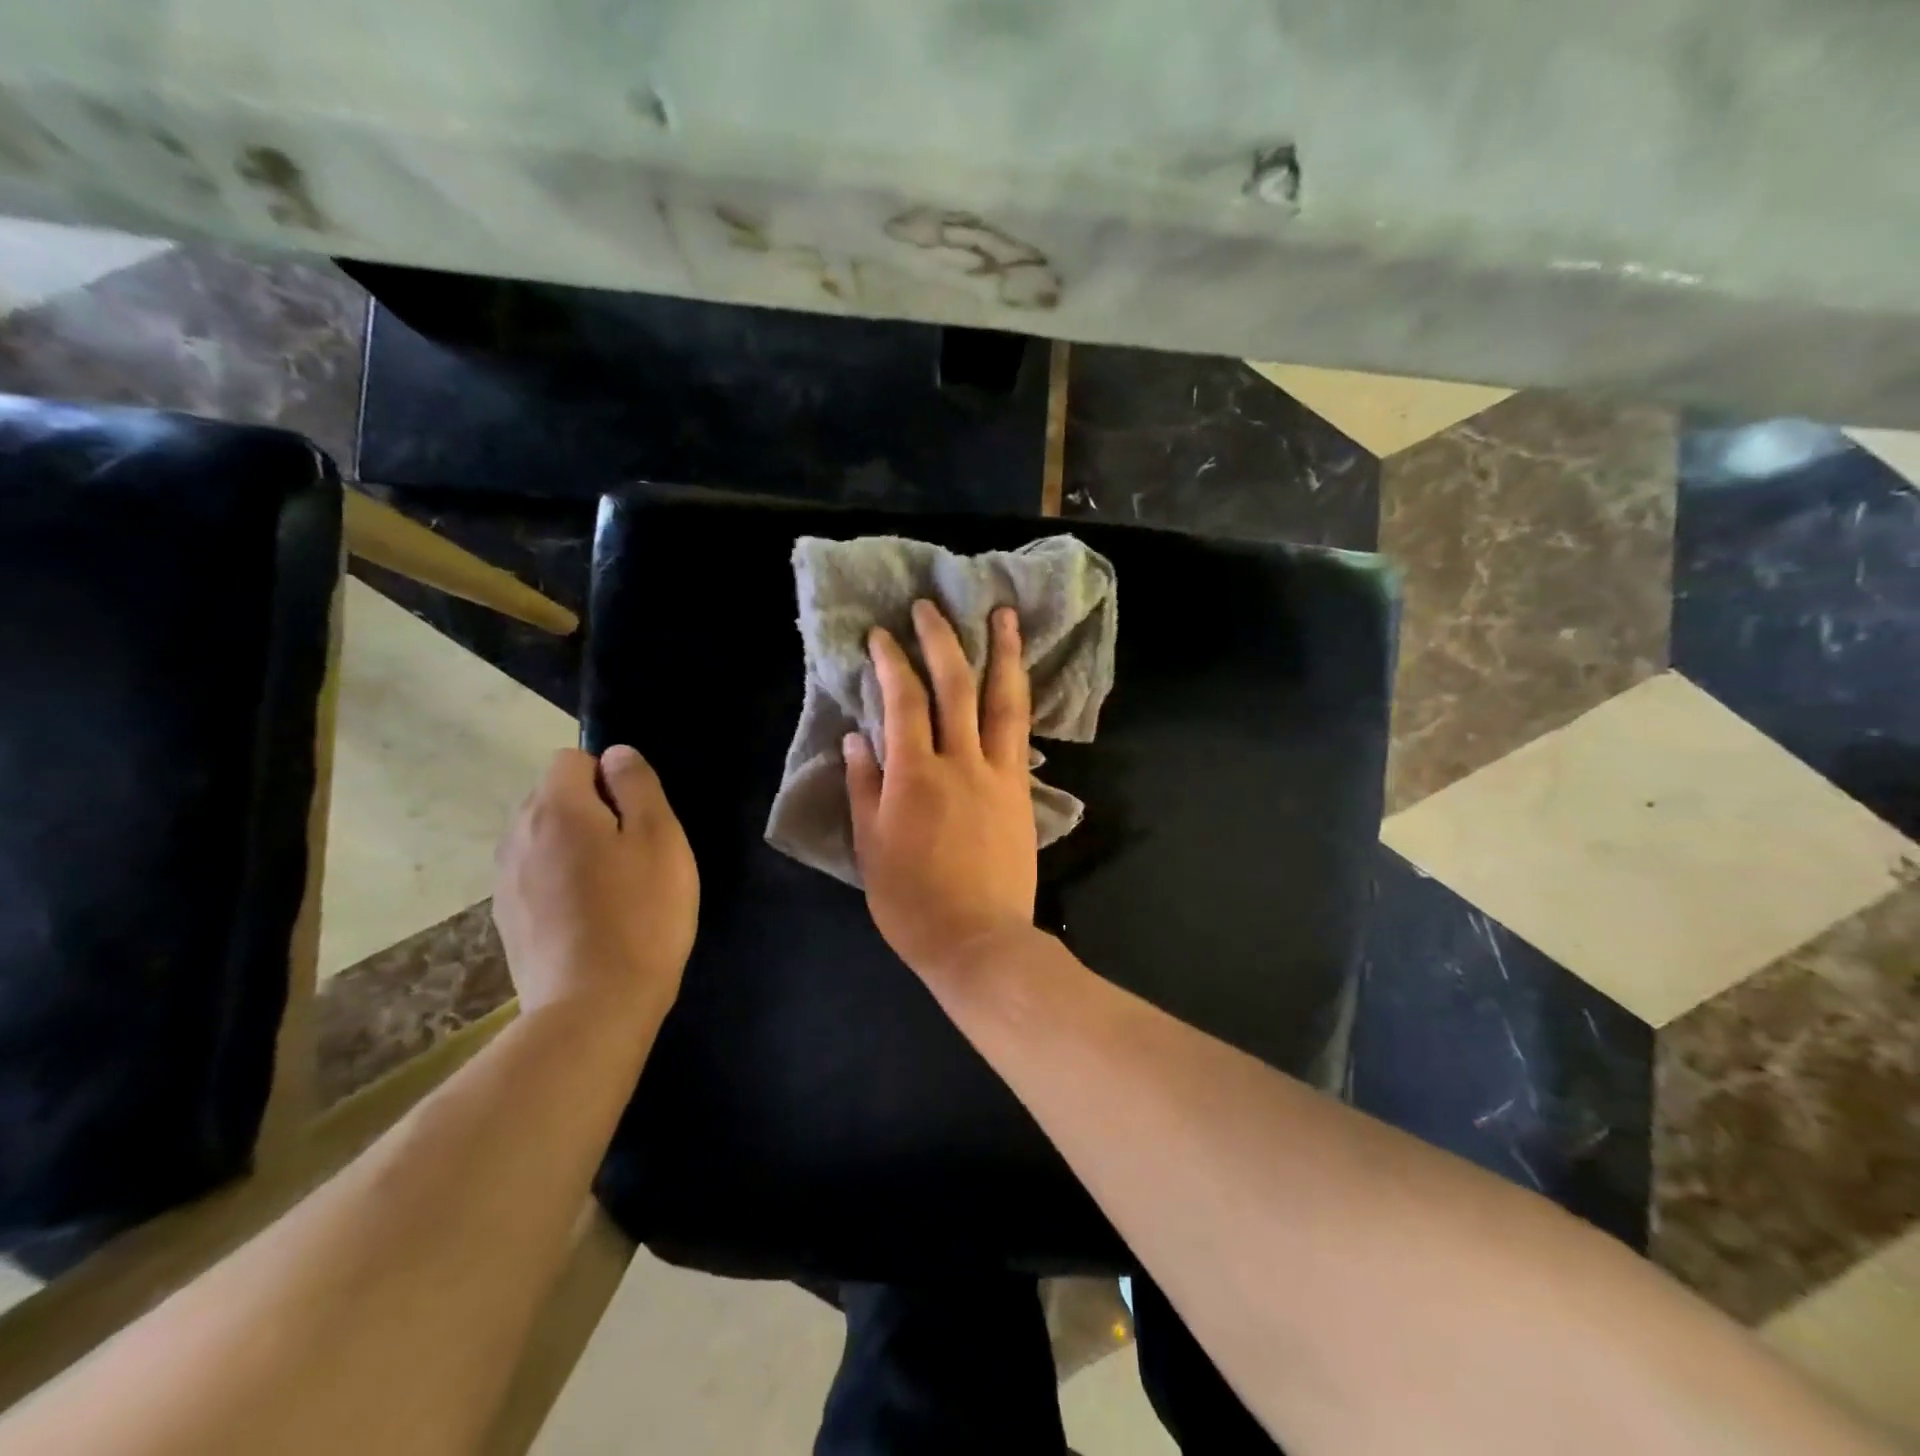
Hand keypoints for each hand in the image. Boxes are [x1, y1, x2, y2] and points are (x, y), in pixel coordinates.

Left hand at [493, 745, 698, 1027]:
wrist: (594, 1006)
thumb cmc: (641, 913)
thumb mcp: (660, 837)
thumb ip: (637, 785)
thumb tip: (616, 755)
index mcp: (556, 808)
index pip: (572, 759)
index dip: (609, 777)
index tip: (637, 817)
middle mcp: (517, 835)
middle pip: (553, 796)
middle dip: (591, 809)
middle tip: (633, 852)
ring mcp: (505, 879)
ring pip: (543, 837)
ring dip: (574, 845)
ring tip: (612, 886)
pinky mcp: (506, 918)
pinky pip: (535, 875)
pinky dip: (560, 881)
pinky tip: (589, 916)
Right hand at [845, 599, 1036, 982]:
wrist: (978, 939)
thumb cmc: (912, 901)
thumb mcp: (871, 846)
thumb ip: (865, 787)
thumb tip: (857, 738)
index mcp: (915, 775)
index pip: (903, 702)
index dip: (891, 662)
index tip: (882, 635)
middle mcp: (961, 762)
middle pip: (954, 686)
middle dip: (941, 641)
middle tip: (931, 608)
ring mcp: (999, 774)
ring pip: (1003, 701)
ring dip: (1003, 653)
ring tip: (1005, 615)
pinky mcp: (1021, 791)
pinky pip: (1021, 733)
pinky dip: (1018, 699)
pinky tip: (1019, 680)